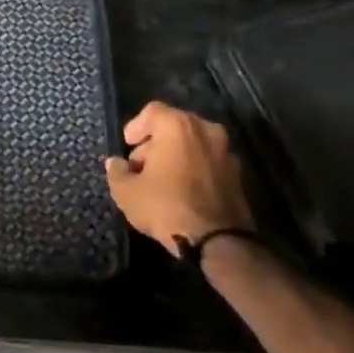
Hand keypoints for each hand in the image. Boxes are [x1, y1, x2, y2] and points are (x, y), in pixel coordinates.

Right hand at [104, 102, 250, 254]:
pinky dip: (195, 169)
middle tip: (141, 165)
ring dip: (177, 155)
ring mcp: (226, 152)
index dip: (136, 127)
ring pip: (194, 144)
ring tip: (162, 180)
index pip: (152, 111)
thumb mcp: (126, 191)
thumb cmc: (166, 206)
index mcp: (178, 126)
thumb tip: (115, 163)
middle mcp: (206, 130)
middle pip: (174, 126)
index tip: (127, 145)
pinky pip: (209, 162)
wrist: (217, 241)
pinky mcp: (238, 175)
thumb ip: (117, 171)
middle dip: (156, 142)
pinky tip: (183, 191)